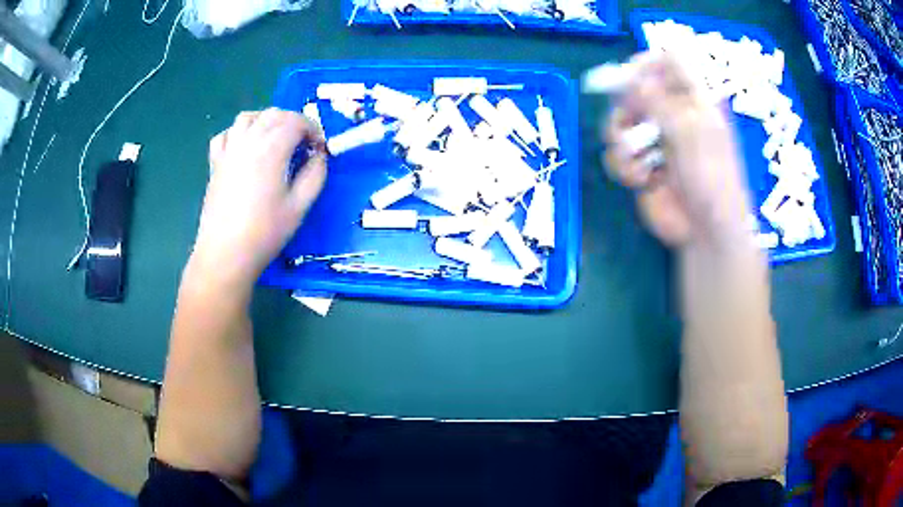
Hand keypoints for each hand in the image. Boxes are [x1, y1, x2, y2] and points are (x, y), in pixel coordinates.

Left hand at [191, 108, 326, 287]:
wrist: (225, 253)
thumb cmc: (265, 232)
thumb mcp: (300, 206)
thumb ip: (315, 174)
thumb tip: (319, 156)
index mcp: (272, 148)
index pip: (296, 121)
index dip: (313, 129)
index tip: (319, 148)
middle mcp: (249, 140)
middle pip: (274, 114)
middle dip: (292, 122)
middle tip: (301, 144)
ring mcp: (229, 149)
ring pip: (248, 117)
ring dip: (265, 121)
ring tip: (274, 140)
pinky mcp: (215, 162)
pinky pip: (227, 134)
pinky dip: (239, 133)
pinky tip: (246, 148)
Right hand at [603, 53, 751, 248]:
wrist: (705, 232)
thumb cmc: (711, 178)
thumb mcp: (689, 132)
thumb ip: (657, 101)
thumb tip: (628, 76)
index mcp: (693, 99)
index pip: (668, 61)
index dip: (647, 63)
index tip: (631, 77)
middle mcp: (672, 112)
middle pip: (635, 88)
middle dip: (627, 107)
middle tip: (630, 123)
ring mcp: (655, 139)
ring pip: (619, 120)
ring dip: (622, 141)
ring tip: (638, 162)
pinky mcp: (641, 163)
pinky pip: (617, 153)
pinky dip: (623, 166)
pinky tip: (641, 180)